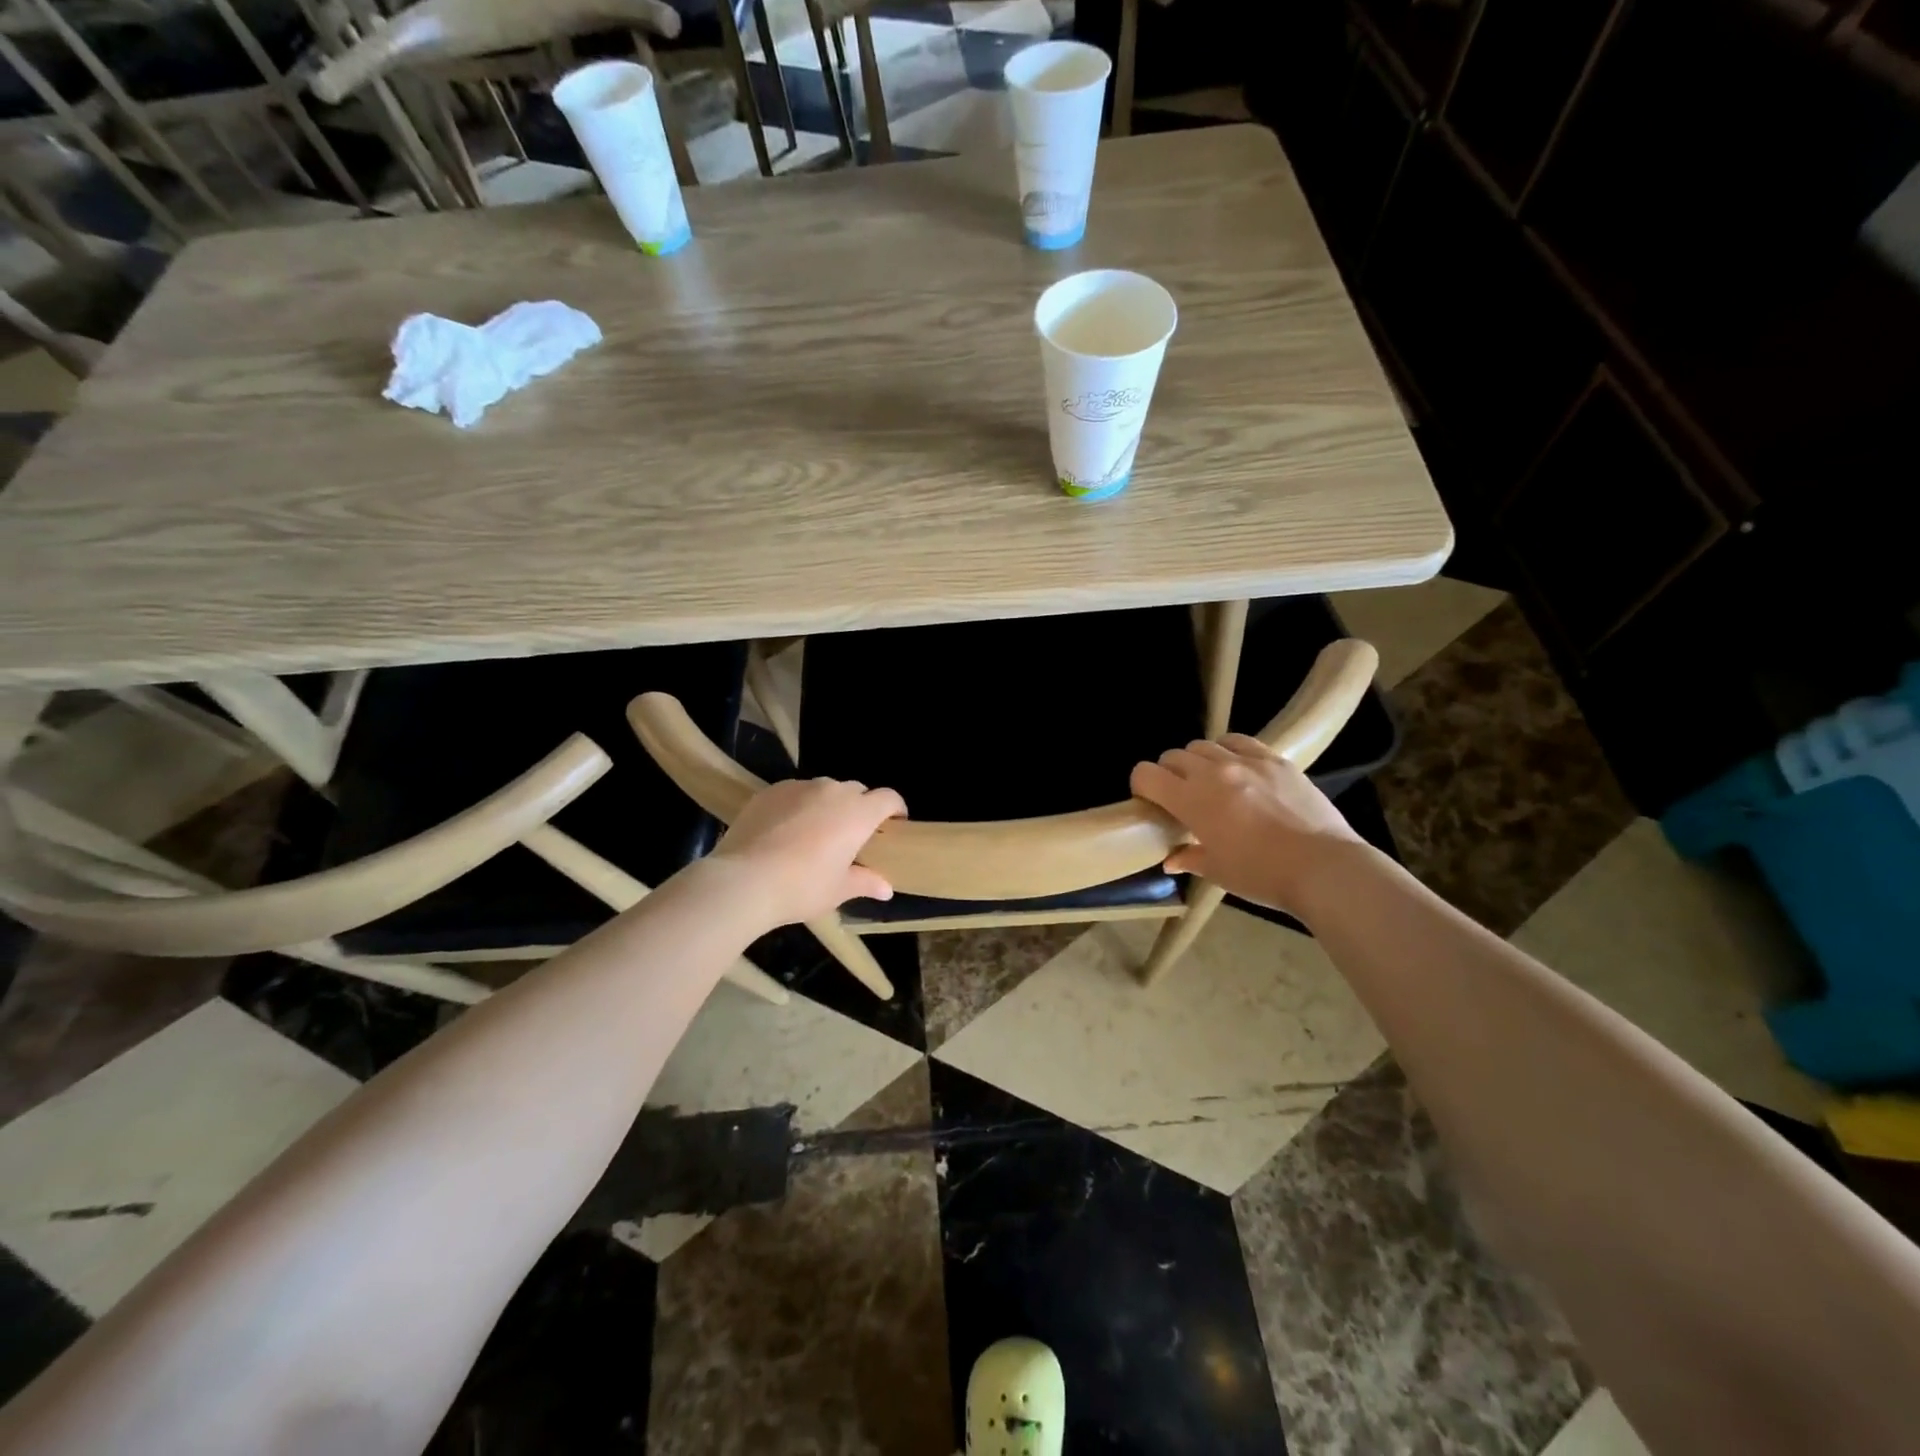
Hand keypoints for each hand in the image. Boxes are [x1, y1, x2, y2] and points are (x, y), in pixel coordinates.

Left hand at [706, 777, 906, 928]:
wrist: (744, 880)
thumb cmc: (802, 887)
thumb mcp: (838, 890)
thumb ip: (866, 883)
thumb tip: (886, 889)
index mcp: (858, 813)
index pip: (888, 798)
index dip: (895, 809)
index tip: (894, 825)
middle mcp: (833, 791)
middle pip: (857, 791)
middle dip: (860, 808)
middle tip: (852, 836)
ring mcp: (800, 787)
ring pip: (824, 789)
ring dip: (828, 805)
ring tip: (816, 832)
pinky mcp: (771, 790)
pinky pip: (795, 793)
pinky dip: (799, 806)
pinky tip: (785, 830)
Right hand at [1130, 735, 1364, 914]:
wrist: (1323, 867)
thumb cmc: (1262, 875)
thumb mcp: (1218, 871)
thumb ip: (1189, 858)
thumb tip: (1171, 859)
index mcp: (1191, 800)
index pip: (1146, 774)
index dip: (1141, 785)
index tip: (1149, 802)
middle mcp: (1213, 772)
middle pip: (1173, 756)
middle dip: (1168, 773)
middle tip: (1180, 796)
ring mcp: (1246, 761)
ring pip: (1204, 745)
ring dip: (1197, 761)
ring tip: (1210, 781)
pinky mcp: (1274, 759)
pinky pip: (1239, 741)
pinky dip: (1228, 750)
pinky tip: (1237, 767)